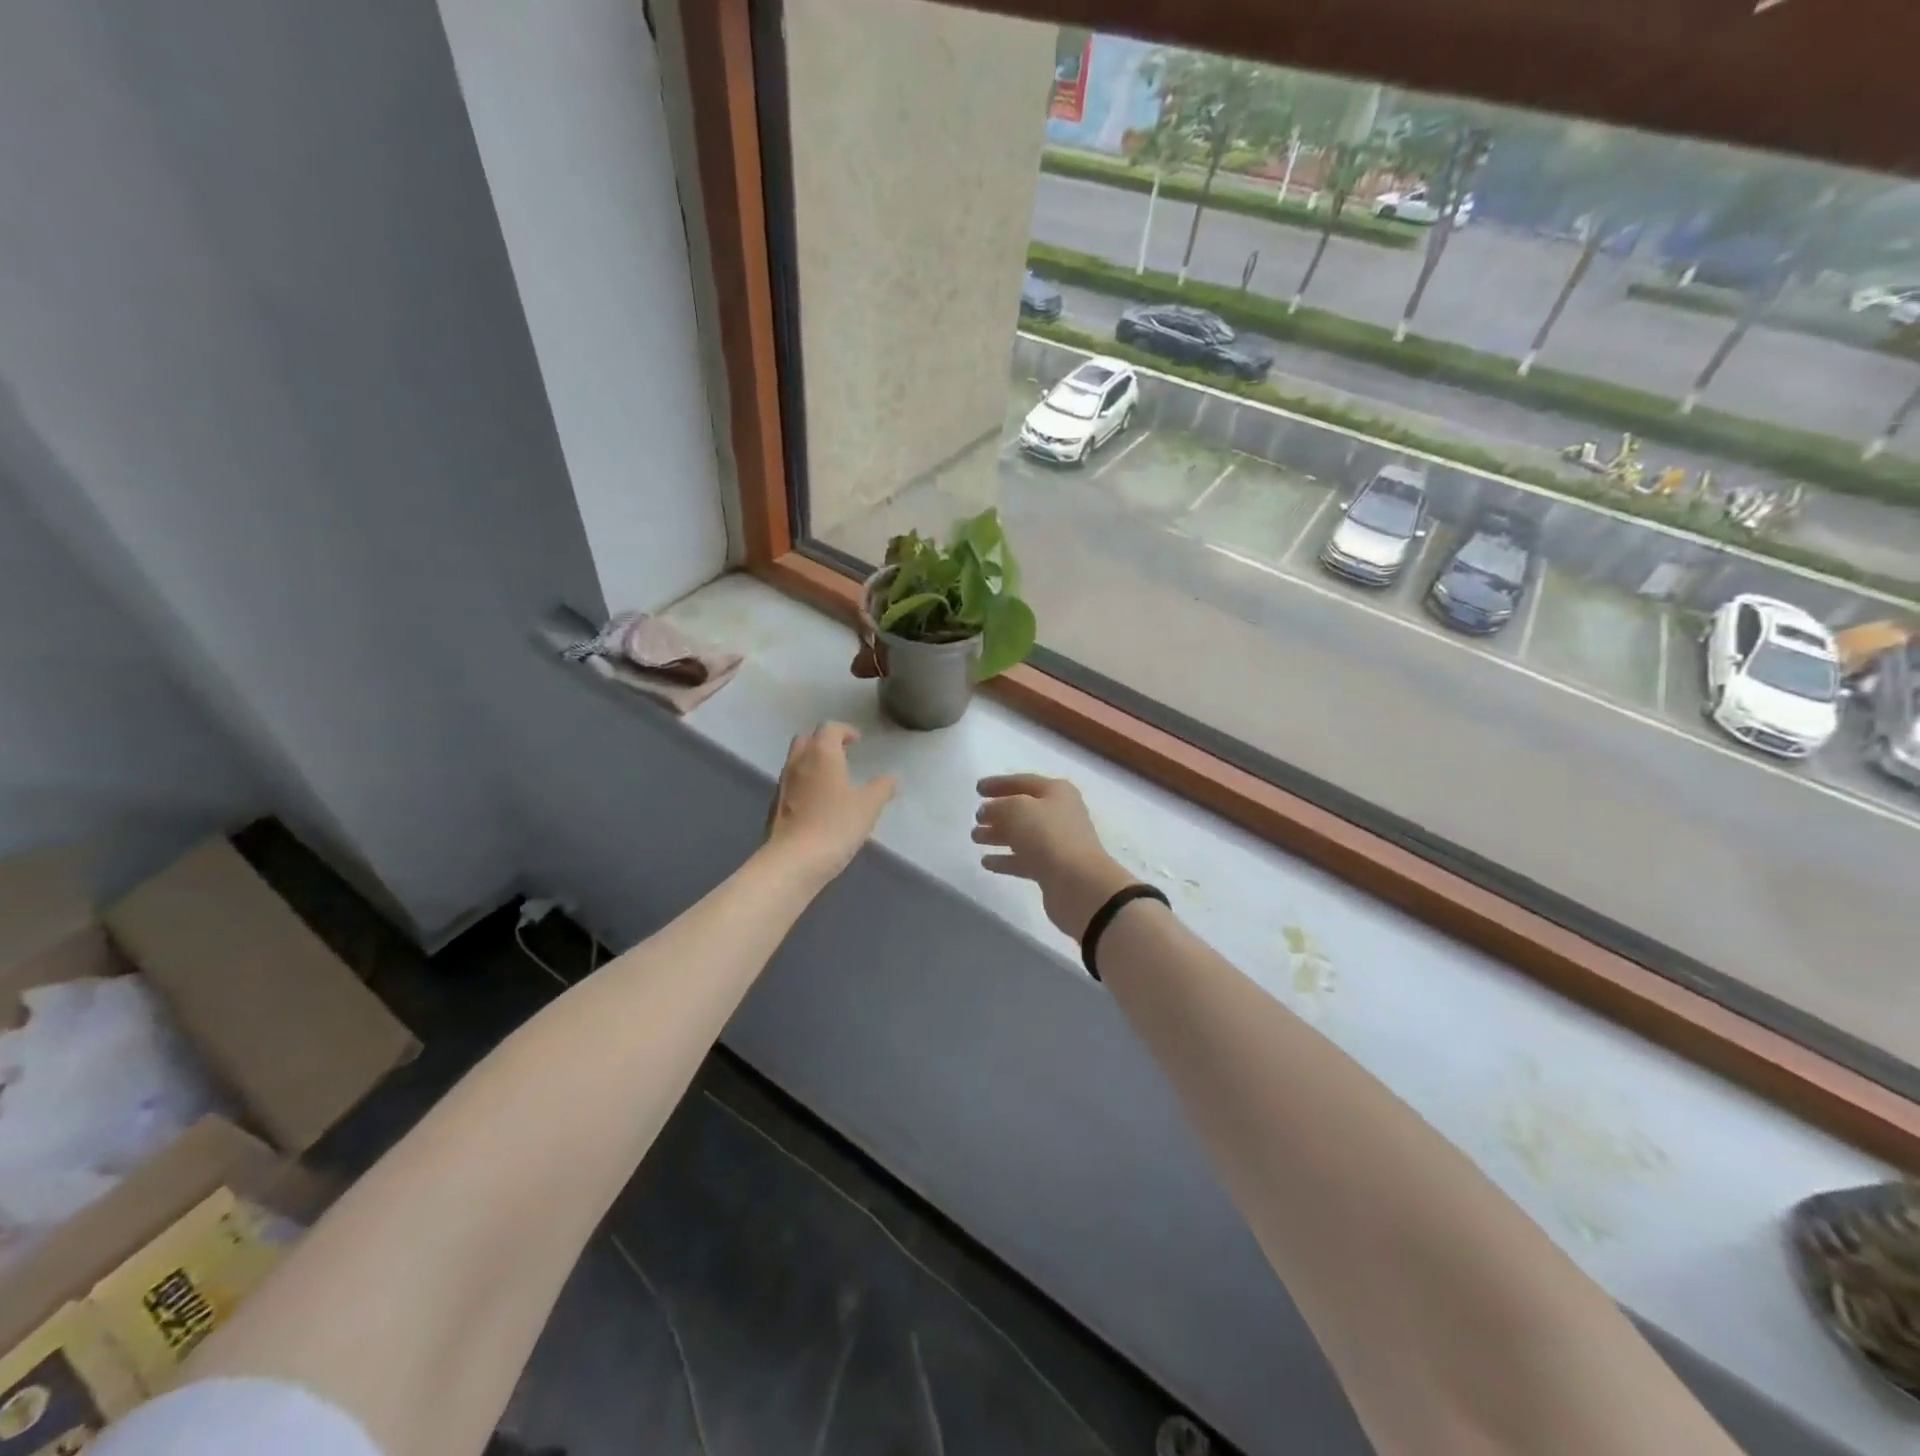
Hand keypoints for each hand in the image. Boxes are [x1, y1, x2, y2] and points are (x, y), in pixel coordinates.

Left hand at [764, 723, 896, 886]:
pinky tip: (818, 802)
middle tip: (842, 754)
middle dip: (824, 741)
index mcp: (821, 754)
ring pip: (796, 760)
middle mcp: (798, 762)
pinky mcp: (775, 806)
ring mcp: (783, 784)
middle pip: (807, 739)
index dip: (845, 730)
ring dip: (813, 761)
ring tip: (833, 778)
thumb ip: (882, 788)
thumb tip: (891, 777)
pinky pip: (791, 783)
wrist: (793, 861)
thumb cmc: (835, 825)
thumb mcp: (868, 806)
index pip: (829, 728)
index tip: (857, 741)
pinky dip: (805, 782)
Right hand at [974, 775, 1135, 939]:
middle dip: (997, 812)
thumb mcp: (1017, 809)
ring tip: (975, 838)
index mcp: (1056, 792)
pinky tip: (986, 862)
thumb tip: (988, 811)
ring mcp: (1057, 843)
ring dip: (998, 835)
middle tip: (975, 818)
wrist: (1078, 883)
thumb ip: (998, 806)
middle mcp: (1059, 814)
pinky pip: (1024, 859)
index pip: (1023, 782)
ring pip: (1022, 835)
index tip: (977, 789)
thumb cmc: (1048, 836)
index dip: (999, 783)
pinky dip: (1005, 859)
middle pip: (1023, 809)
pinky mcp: (1052, 869)